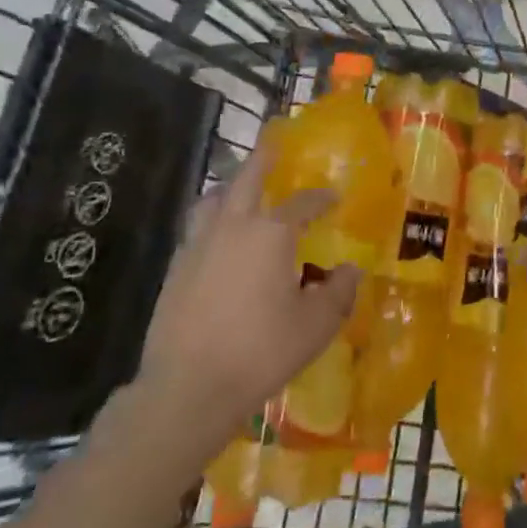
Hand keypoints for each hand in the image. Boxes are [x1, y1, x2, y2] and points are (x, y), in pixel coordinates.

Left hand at [135, 133, 360, 434]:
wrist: (188, 387)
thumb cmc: (260, 351)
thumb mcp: (316, 325)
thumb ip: (339, 292)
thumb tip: (350, 270)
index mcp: (272, 233)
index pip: (303, 203)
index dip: (321, 198)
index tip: (333, 198)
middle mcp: (234, 226)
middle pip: (248, 178)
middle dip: (263, 157)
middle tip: (272, 140)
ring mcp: (199, 245)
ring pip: (213, 199)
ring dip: (230, 187)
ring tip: (239, 189)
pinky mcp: (176, 268)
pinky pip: (197, 228)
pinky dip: (211, 219)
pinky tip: (218, 239)